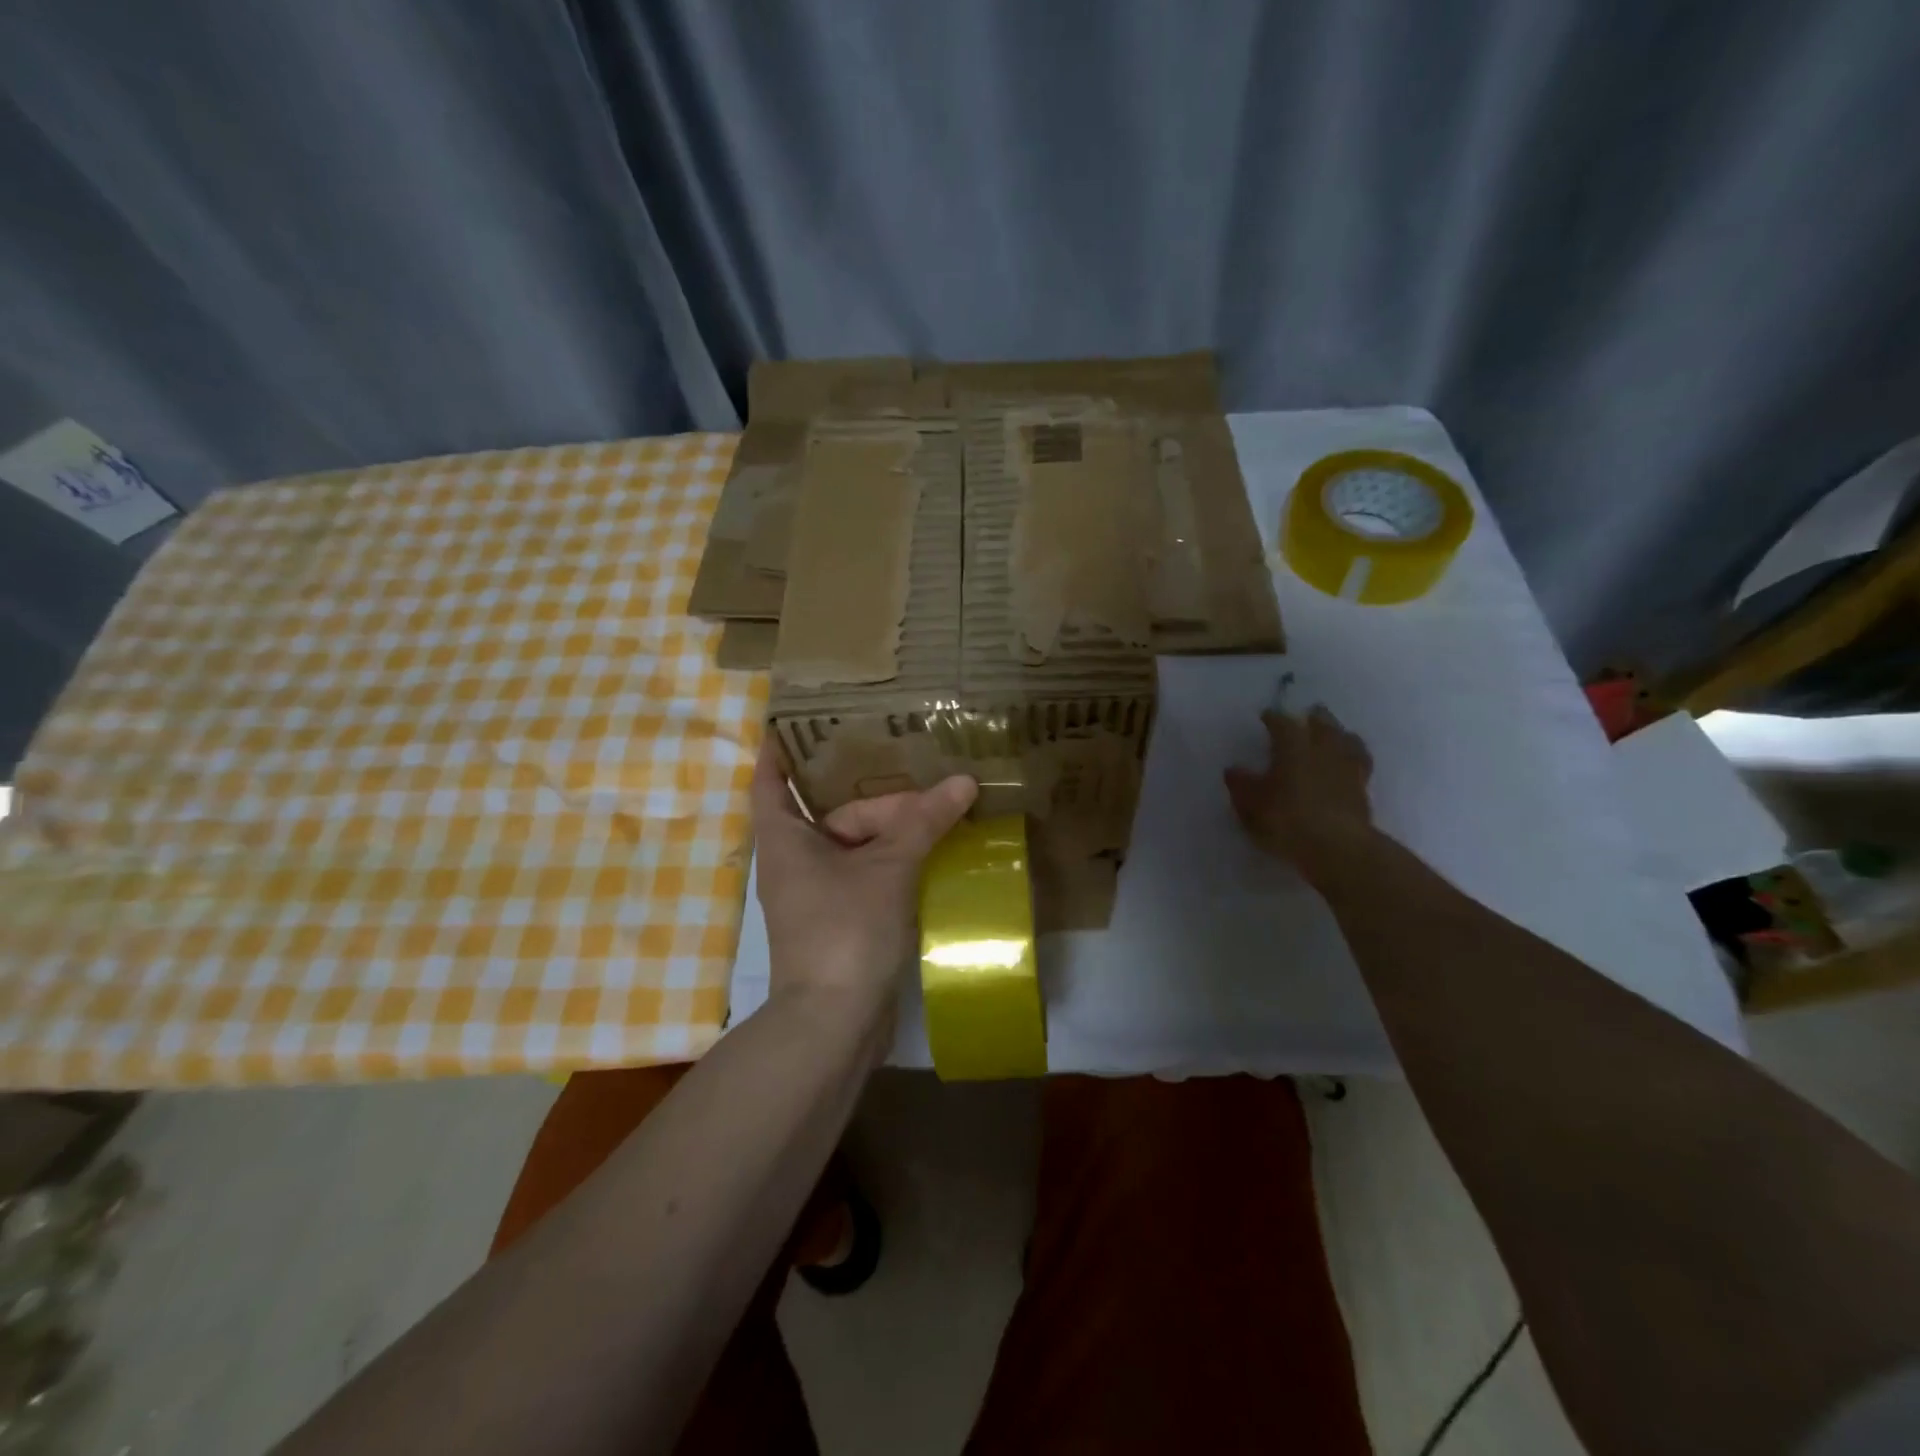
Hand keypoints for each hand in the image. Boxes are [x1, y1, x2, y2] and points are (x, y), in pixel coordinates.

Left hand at [751, 737, 976, 1021]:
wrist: (834, 1023)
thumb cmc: (845, 931)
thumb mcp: (889, 868)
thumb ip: (924, 822)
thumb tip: (964, 781)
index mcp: (785, 840)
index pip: (771, 781)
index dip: (780, 750)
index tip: (794, 721)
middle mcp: (795, 862)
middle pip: (836, 814)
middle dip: (879, 799)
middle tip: (927, 777)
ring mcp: (817, 894)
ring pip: (856, 846)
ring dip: (893, 832)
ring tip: (940, 809)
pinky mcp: (840, 920)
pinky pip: (867, 875)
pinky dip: (894, 863)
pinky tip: (932, 852)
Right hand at [1224, 706, 1375, 887]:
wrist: (1337, 848)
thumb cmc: (1286, 820)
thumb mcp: (1251, 804)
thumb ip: (1241, 785)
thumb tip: (1233, 770)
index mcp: (1293, 747)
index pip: (1282, 723)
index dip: (1273, 718)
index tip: (1266, 716)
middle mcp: (1323, 749)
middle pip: (1323, 724)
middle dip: (1315, 718)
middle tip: (1308, 714)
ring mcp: (1348, 768)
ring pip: (1348, 740)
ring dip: (1340, 734)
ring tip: (1335, 734)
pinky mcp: (1364, 790)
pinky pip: (1360, 764)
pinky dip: (1353, 758)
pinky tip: (1348, 764)